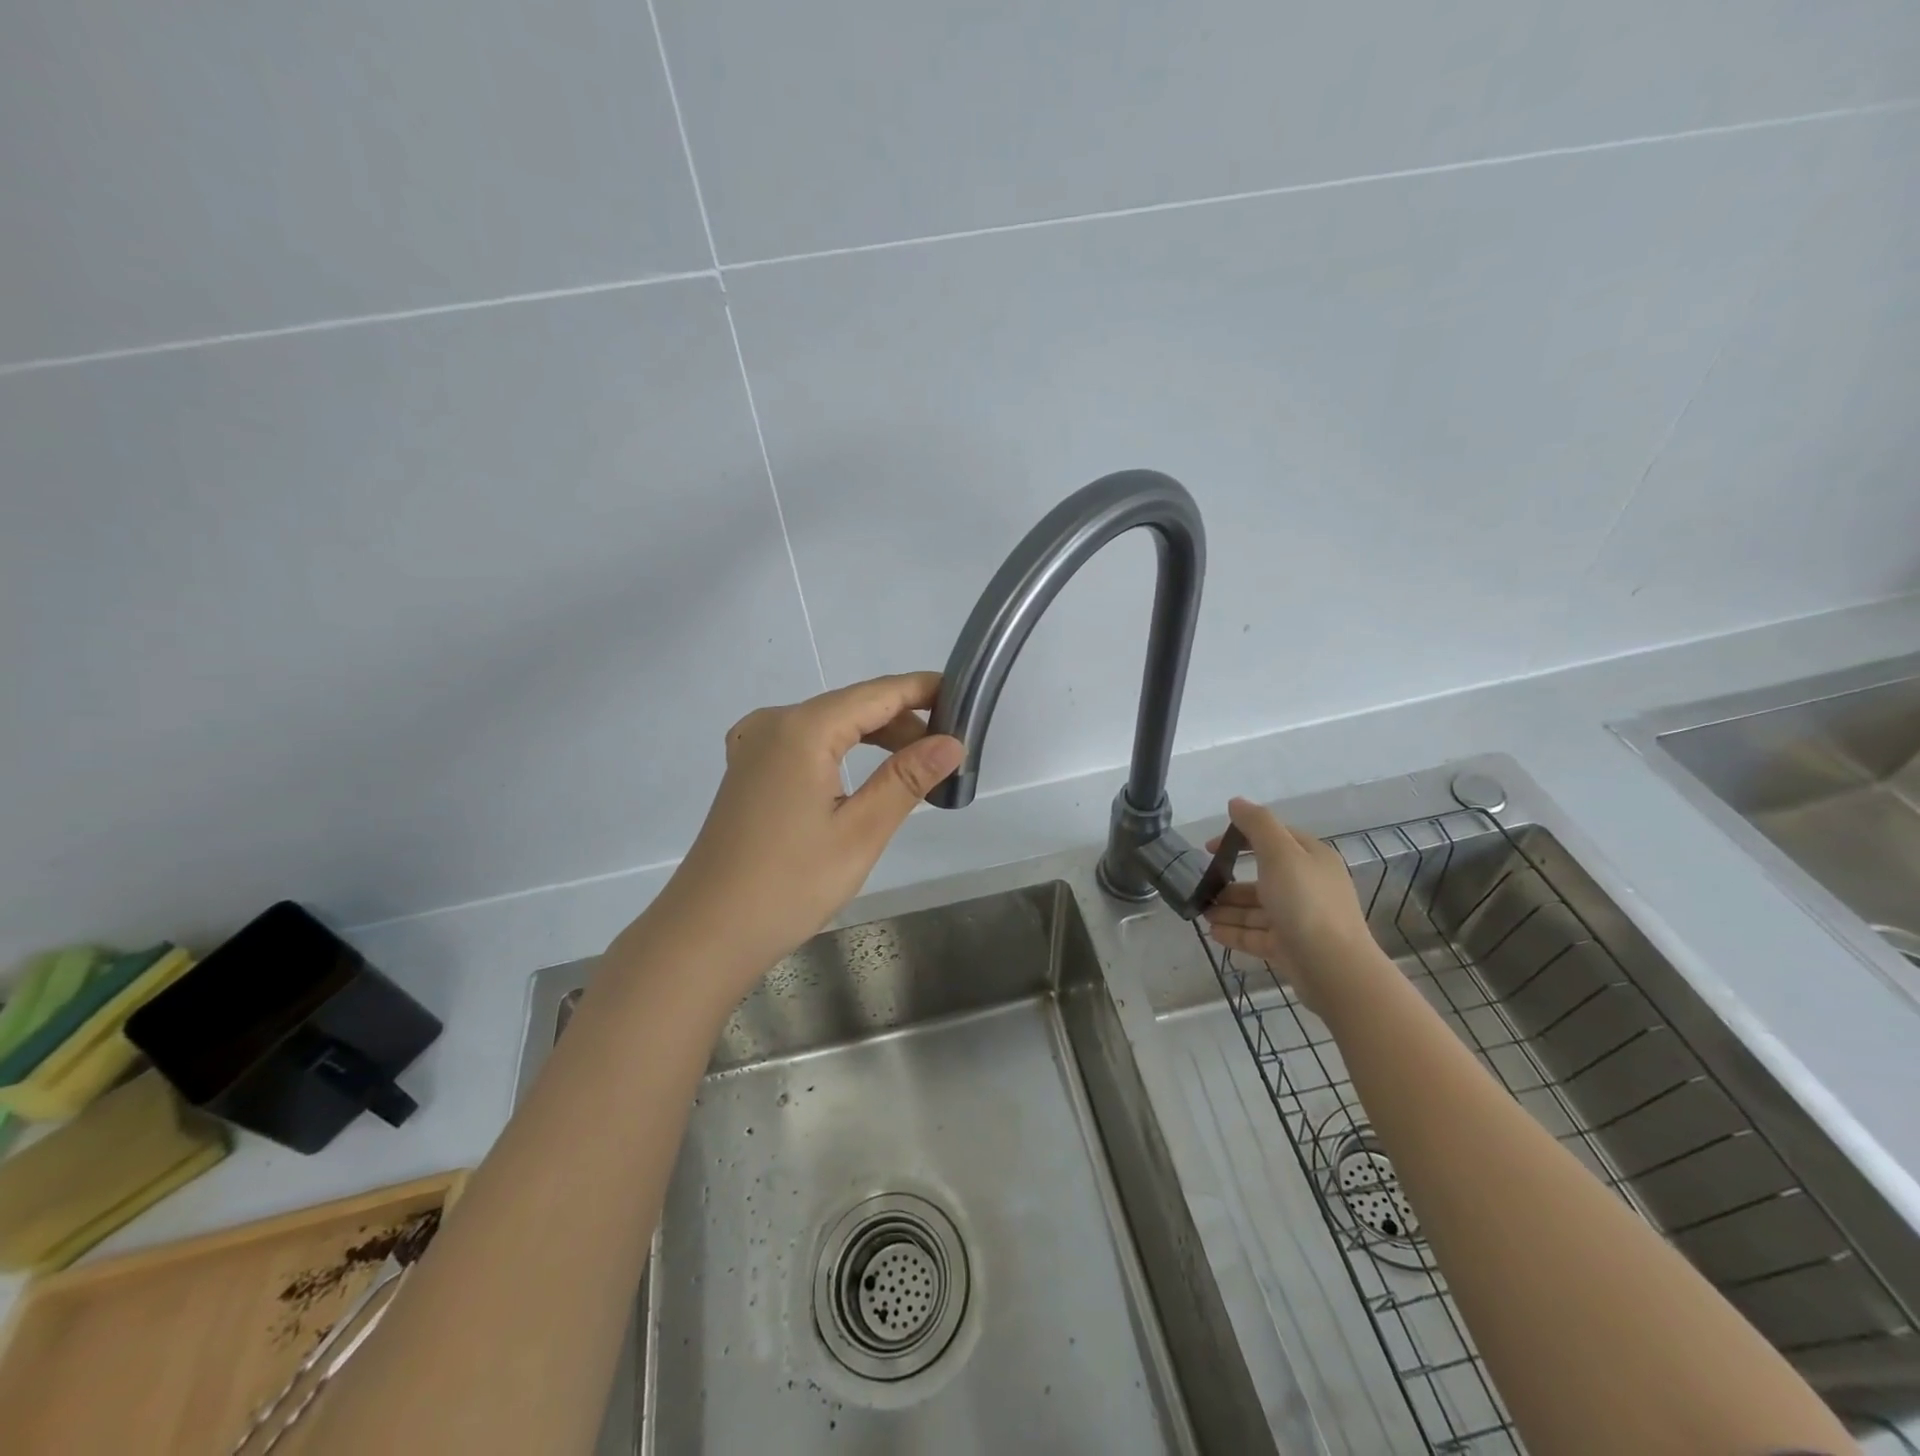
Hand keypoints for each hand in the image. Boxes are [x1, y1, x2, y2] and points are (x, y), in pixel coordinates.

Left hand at [641, 672, 963, 992]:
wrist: (708, 933)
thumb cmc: (790, 884)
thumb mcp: (860, 831)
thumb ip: (907, 778)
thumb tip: (952, 742)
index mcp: (802, 729)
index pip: (877, 693)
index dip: (923, 691)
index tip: (966, 699)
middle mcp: (773, 723)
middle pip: (852, 705)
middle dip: (903, 721)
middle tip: (948, 752)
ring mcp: (754, 745)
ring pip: (829, 724)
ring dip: (874, 738)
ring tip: (916, 767)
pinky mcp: (748, 769)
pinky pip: (805, 743)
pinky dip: (842, 751)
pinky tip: (863, 777)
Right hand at [1202, 797, 1375, 1009]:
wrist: (1334, 968)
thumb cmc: (1305, 903)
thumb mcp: (1280, 854)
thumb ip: (1257, 825)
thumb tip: (1236, 802)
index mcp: (1311, 859)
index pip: (1273, 839)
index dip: (1240, 838)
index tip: (1208, 848)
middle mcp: (1308, 886)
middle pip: (1262, 877)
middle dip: (1230, 882)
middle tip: (1202, 887)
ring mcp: (1300, 919)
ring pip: (1257, 909)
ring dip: (1228, 908)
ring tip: (1201, 913)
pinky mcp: (1291, 947)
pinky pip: (1258, 935)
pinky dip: (1236, 932)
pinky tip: (1213, 933)